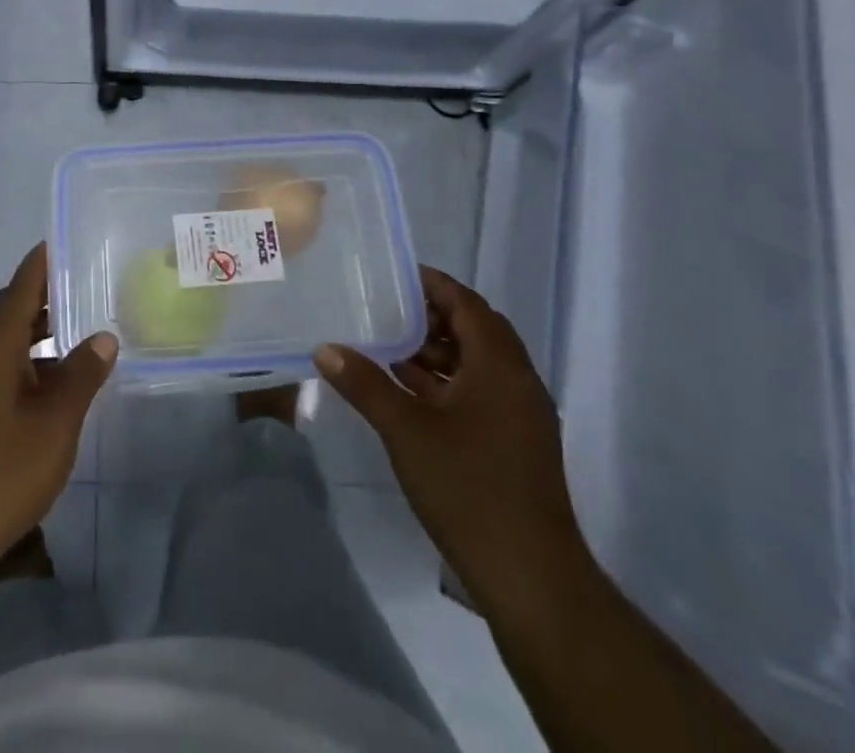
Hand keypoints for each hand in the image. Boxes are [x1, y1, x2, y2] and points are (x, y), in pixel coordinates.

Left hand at [0, 243, 116, 572]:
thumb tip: (104, 337)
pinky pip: (0, 365)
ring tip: (79, 328)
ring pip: (5, 341)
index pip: (19, 288)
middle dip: (43, 296)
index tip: (63, 242)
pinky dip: (29, 360)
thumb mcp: (56, 421)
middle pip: (9, 310)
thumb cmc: (3, 470)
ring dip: (37, 331)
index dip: (41, 264)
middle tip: (83, 285)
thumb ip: (82, 374)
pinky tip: (57, 380)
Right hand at [315, 267, 594, 618]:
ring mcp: (521, 416)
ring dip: (438, 352)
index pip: (467, 304)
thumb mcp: (406, 430)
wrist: (531, 579)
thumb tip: (324, 348)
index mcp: (500, 366)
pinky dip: (447, 383)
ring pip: (479, 364)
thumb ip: (364, 384)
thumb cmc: (469, 488)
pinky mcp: (516, 444)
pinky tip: (408, 394)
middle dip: (432, 316)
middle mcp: (518, 382)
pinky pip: (481, 392)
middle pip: (476, 330)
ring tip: (388, 347)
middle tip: (386, 308)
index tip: (393, 275)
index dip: (433, 284)